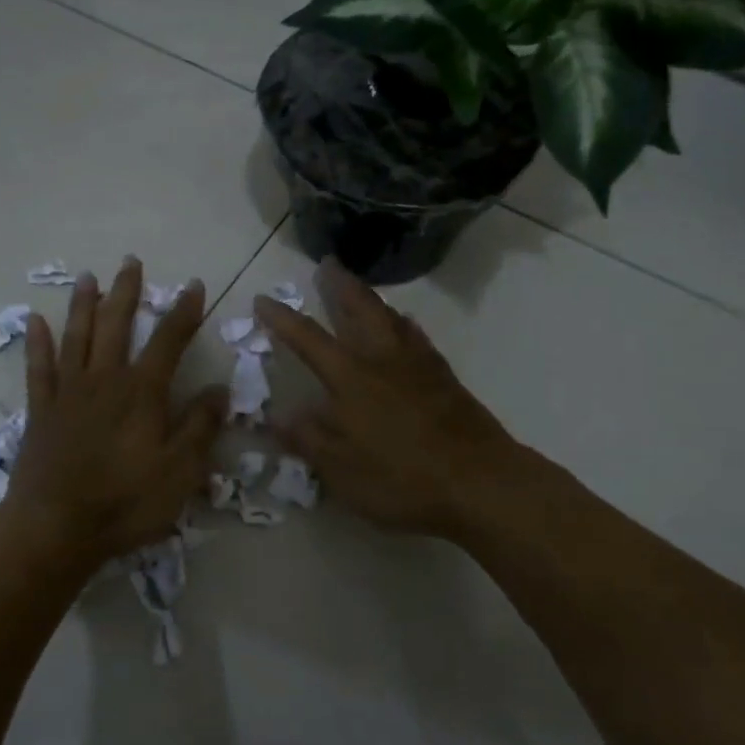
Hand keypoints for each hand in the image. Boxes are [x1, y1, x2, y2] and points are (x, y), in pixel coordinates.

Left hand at [5, 258, 227, 567]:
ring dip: (83, 305)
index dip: (184, 311)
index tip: (193, 285)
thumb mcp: (180, 471)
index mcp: (142, 392)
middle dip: (127, 292)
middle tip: (131, 262)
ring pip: (77, 337)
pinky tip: (35, 321)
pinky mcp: (42, 410)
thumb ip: (200, 427)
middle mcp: (105, 380)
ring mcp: (69, 392)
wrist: (56, 528)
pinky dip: (37, 343)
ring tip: (88, 277)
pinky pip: (38, 368)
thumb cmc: (125, 502)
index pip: (169, 340)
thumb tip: (220, 388)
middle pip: (117, 325)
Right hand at [255, 260, 530, 540]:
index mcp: (352, 379)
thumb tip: (279, 417)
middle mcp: (383, 360)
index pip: (308, 339)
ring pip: (390, 316)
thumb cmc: (403, 479)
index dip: (283, 318)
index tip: (264, 299)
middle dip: (339, 285)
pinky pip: (416, 335)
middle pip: (359, 309)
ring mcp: (418, 364)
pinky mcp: (444, 377)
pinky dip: (402, 322)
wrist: (480, 481)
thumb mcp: (343, 471)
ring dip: (370, 298)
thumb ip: (309, 440)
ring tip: (359, 289)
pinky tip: (404, 325)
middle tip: (328, 263)